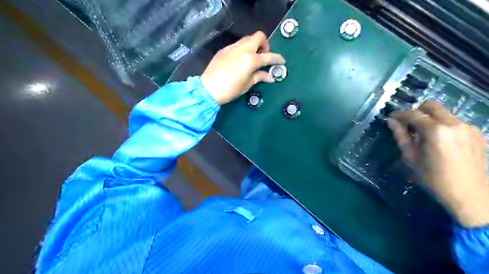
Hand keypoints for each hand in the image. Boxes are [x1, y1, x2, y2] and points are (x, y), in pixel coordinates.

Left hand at [200, 32, 284, 104]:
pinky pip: (237, 45)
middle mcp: (243, 49)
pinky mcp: (224, 50)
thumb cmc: (231, 89)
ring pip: (247, 39)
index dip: (277, 59)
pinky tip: (239, 61)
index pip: (269, 56)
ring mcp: (232, 47)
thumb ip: (260, 77)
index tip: (282, 61)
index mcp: (251, 60)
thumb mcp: (247, 84)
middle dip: (264, 44)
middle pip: (258, 36)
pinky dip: (242, 49)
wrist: (209, 88)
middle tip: (262, 57)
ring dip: (253, 45)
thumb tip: (270, 77)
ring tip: (251, 59)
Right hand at [388, 101, 488, 226]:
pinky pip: (455, 122)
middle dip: (416, 111)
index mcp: (435, 131)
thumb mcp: (411, 158)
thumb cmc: (434, 179)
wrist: (470, 195)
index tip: (391, 117)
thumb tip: (391, 121)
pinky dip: (443, 125)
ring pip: (444, 113)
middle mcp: (454, 124)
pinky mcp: (477, 134)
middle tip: (408, 125)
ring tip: (423, 135)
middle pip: (431, 106)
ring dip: (430, 119)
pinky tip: (440, 141)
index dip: (399, 114)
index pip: (413, 114)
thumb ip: (401, 136)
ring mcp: (468, 127)